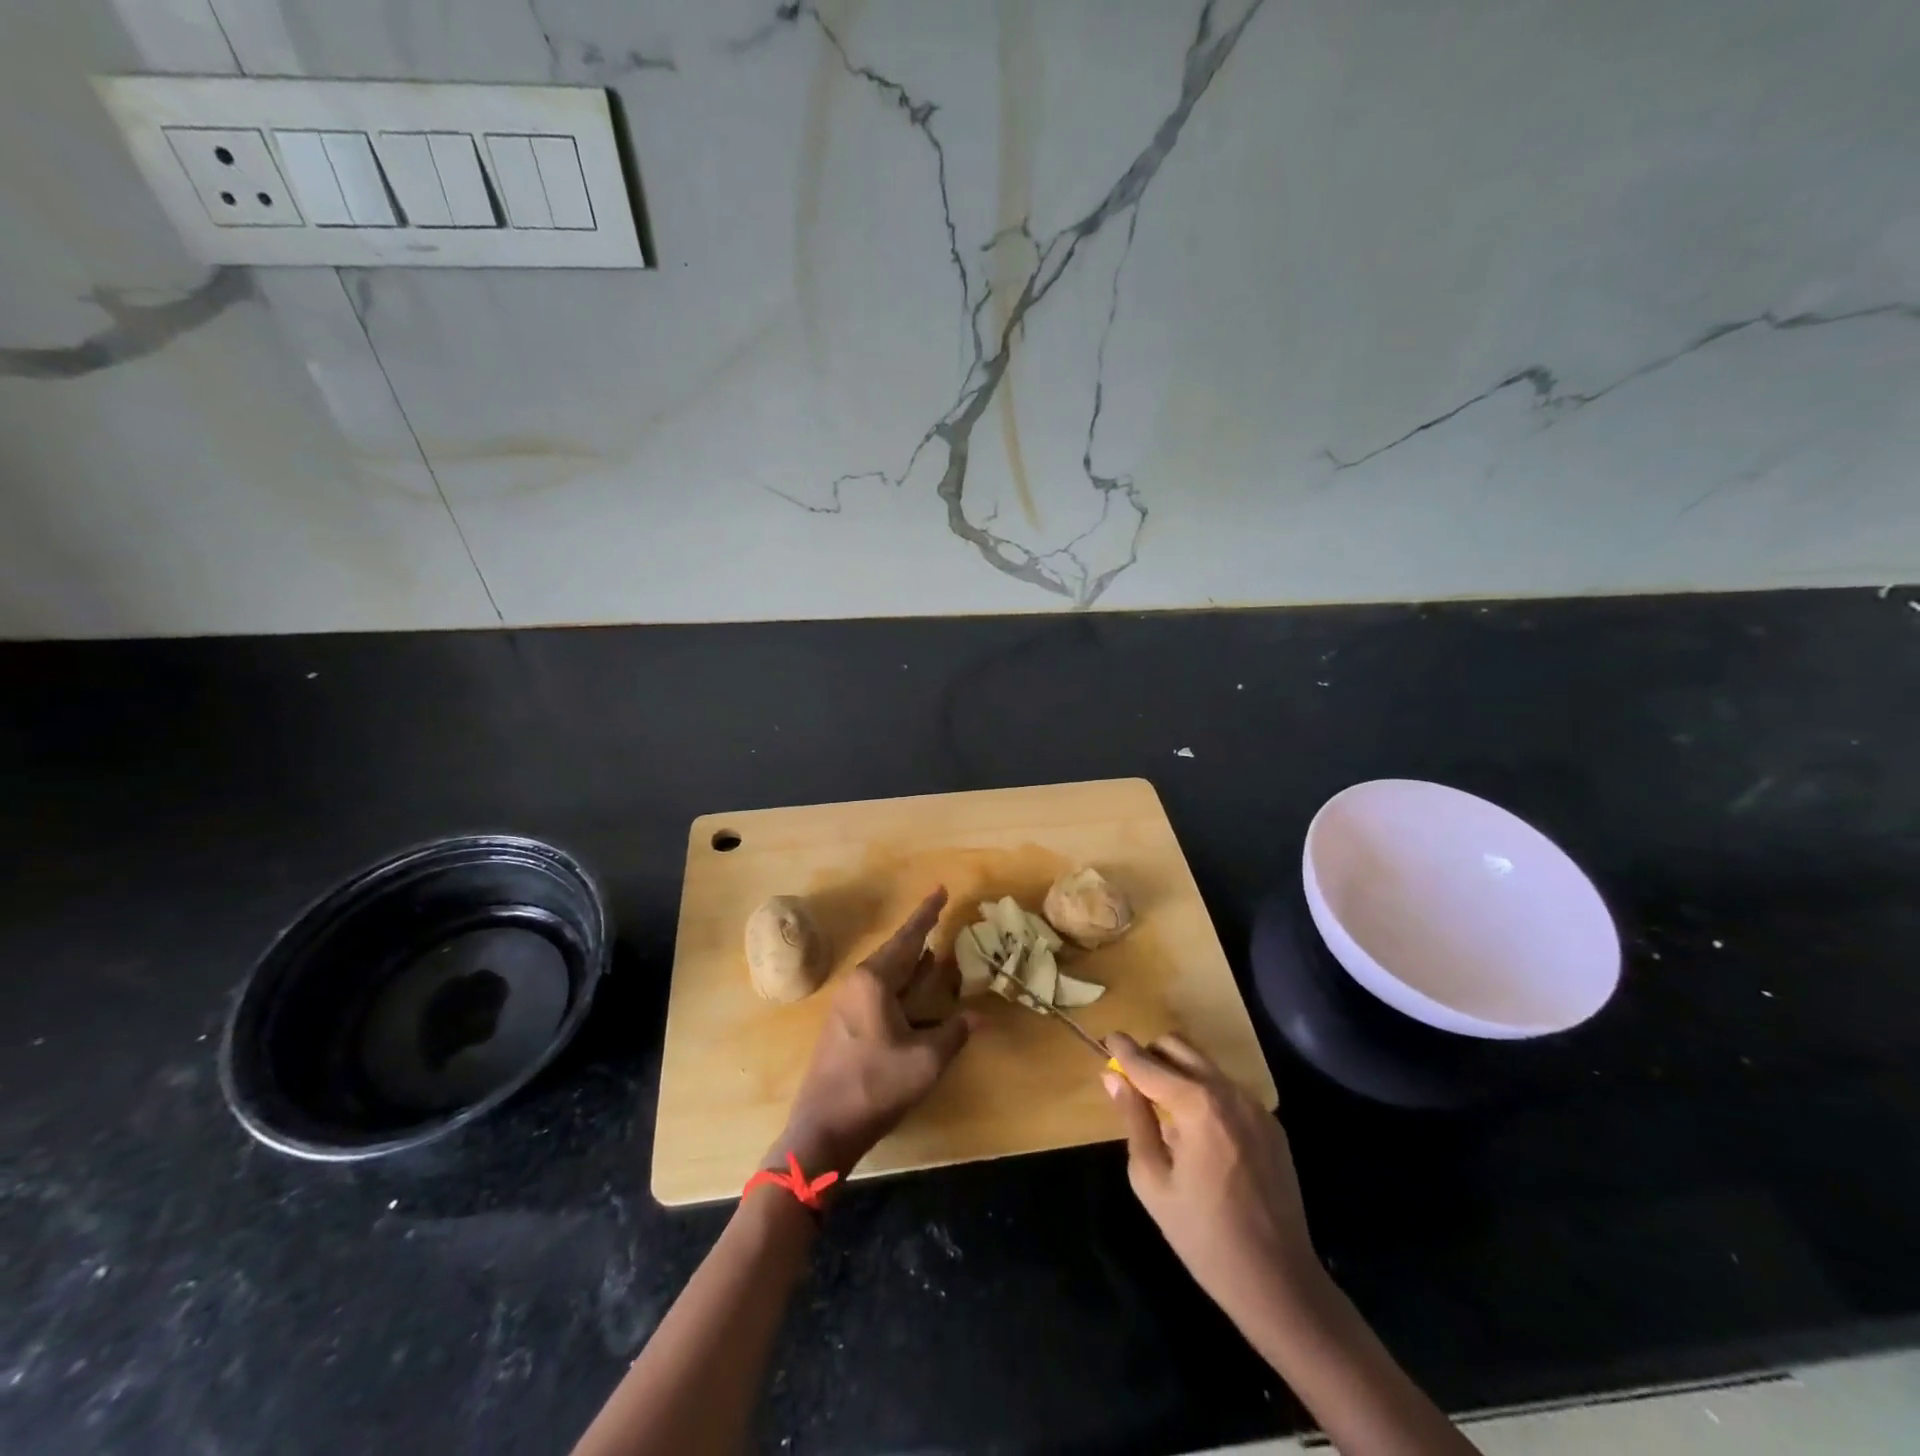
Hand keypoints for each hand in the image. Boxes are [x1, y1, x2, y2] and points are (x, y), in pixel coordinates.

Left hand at [770, 888, 974, 1182]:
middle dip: (920, 934)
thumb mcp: (925, 1061)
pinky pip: (878, 989)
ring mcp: (847, 1003)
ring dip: (911, 961)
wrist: (823, 1128)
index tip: (941, 889)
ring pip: (886, 971)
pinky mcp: (845, 1023)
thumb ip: (954, 1033)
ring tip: (934, 950)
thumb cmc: (875, 1087)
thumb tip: (980, 1016)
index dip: (927, 914)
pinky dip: (901, 982)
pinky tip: (915, 988)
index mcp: (874, 981)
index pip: (908, 938)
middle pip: (895, 950)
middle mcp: (858, 983)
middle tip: (941, 915)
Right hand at [1105, 1033, 1322, 1321]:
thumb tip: (1113, 1077)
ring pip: (1205, 1066)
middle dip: (1151, 1055)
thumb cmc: (1203, 1236)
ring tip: (1164, 1111)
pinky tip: (1199, 1134)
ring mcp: (1255, 1105)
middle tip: (1132, 1081)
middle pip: (1179, 1047)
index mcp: (1196, 1105)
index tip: (1105, 1038)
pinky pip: (1227, 1091)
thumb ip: (1133, 1120)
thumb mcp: (1152, 1181)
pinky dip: (1204, 1095)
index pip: (1148, 1063)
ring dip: (1178, 1073)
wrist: (1279, 1282)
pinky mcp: (1271, 1123)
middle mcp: (1228, 1092)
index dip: (1122, 1048)